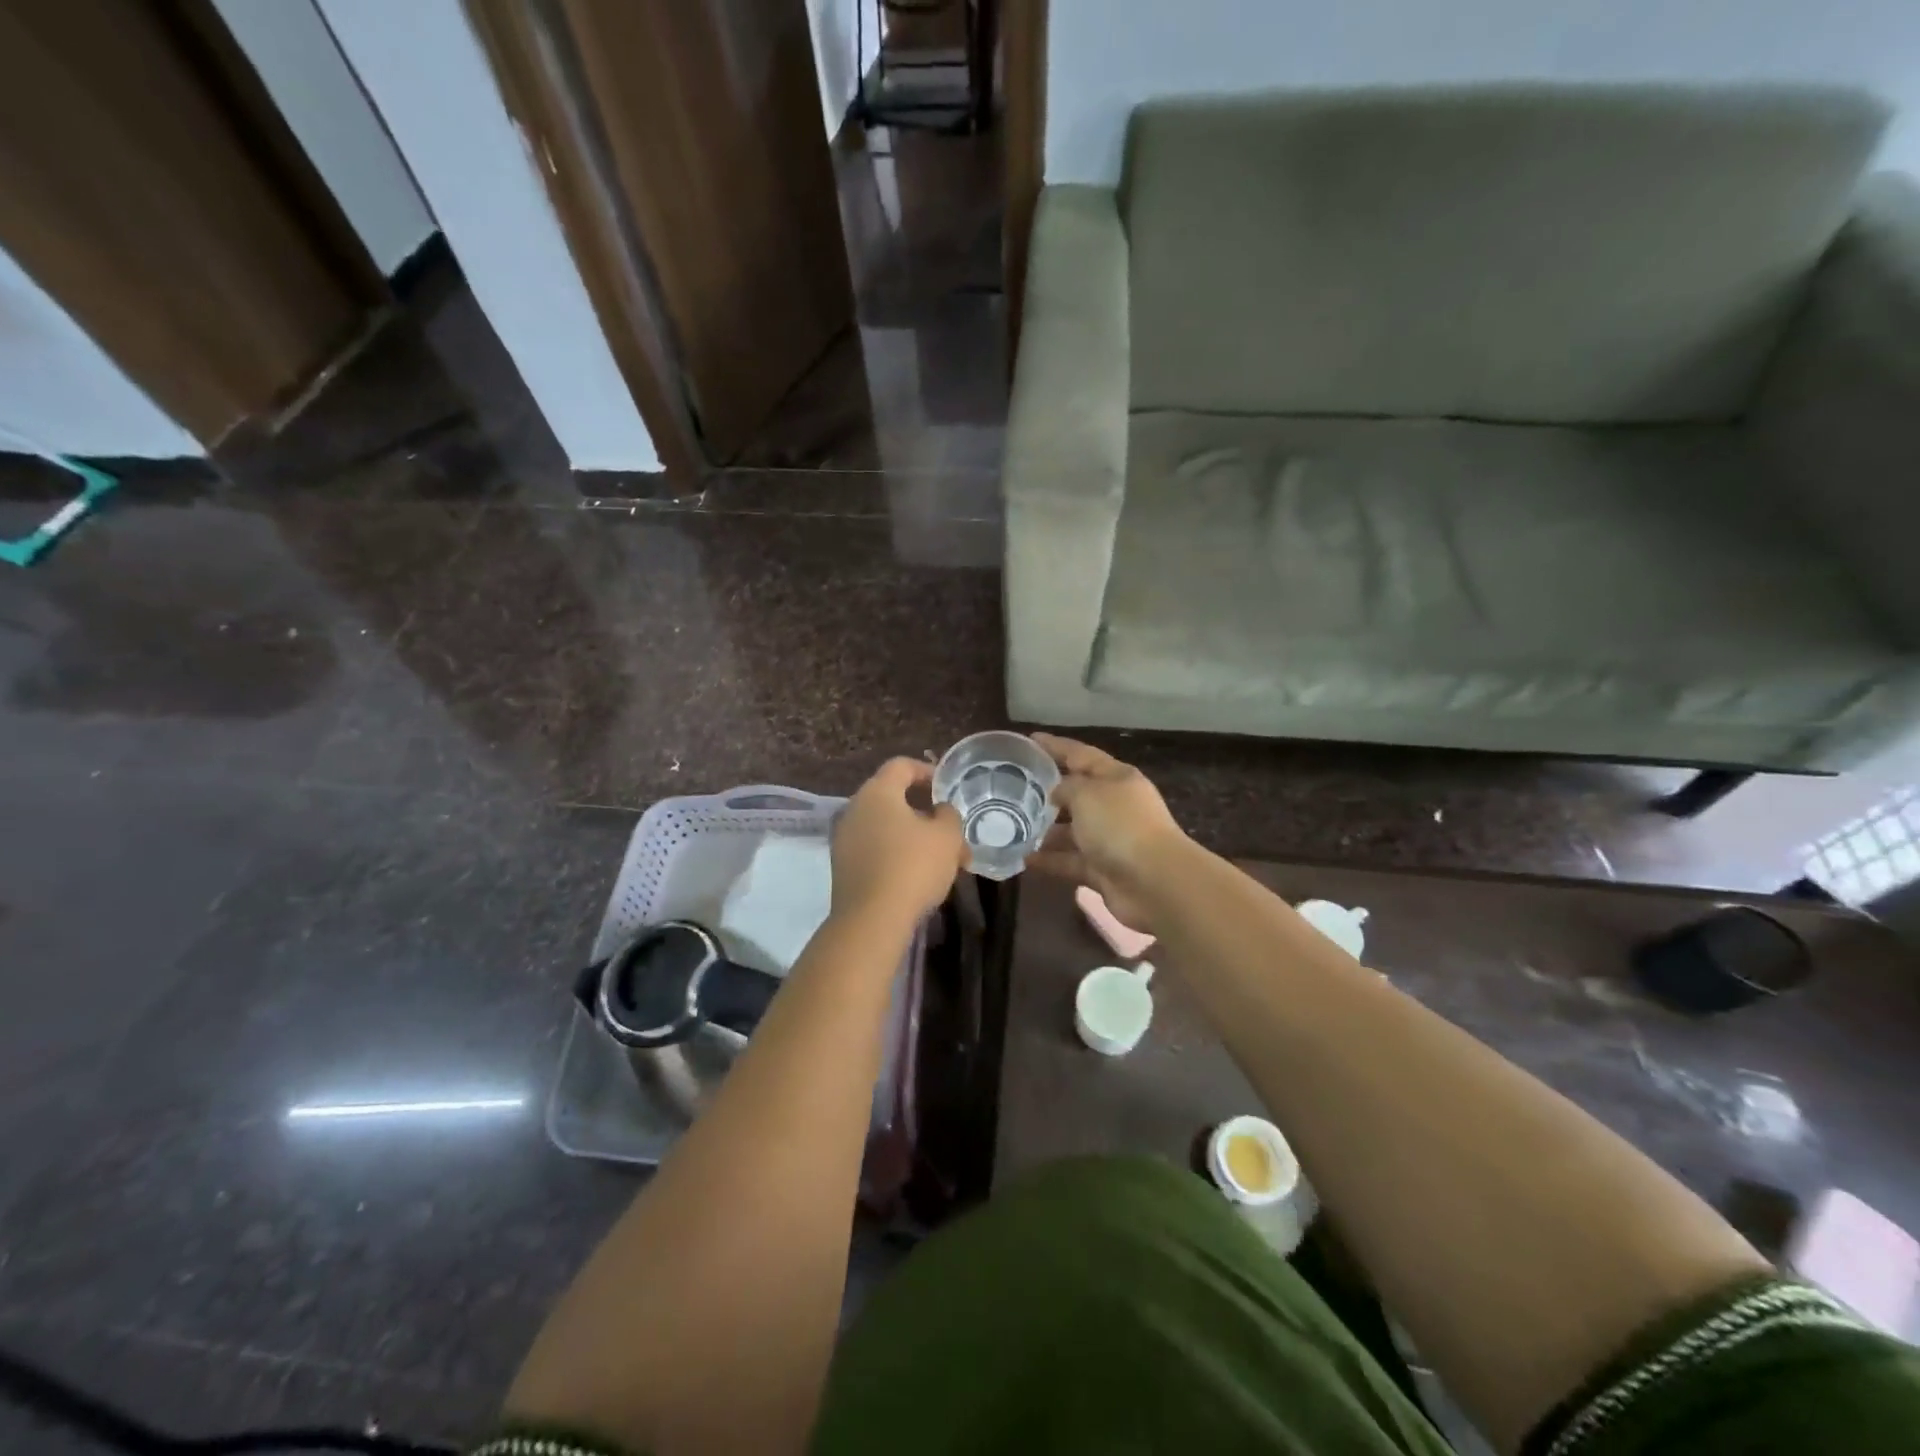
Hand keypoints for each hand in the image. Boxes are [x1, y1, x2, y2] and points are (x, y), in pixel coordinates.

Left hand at [830, 758, 965, 924]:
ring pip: (886, 827)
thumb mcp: (947, 836)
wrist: (872, 920)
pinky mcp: (843, 866)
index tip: (948, 788)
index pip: (901, 766)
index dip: (927, 771)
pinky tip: (919, 875)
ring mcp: (844, 838)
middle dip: (925, 811)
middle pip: (893, 798)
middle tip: (950, 829)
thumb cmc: (913, 866)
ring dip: (914, 836)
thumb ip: (948, 814)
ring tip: (944, 859)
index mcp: (877, 792)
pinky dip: (897, 853)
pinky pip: (875, 848)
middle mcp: (854, 808)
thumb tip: (940, 810)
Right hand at [1030, 734, 1186, 934]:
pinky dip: (1050, 860)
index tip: (1030, 739)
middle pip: (1078, 794)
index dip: (1056, 746)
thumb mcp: (1087, 794)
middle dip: (1048, 792)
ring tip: (1013, 829)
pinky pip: (1071, 861)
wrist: (1154, 882)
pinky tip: (1025, 859)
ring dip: (1046, 831)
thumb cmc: (1120, 826)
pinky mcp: (1104, 871)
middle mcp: (1115, 806)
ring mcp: (1111, 840)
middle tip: (1013, 790)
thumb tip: (1056, 794)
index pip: (1082, 754)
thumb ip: (1066, 787)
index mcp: (1117, 778)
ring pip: (1073, 831)